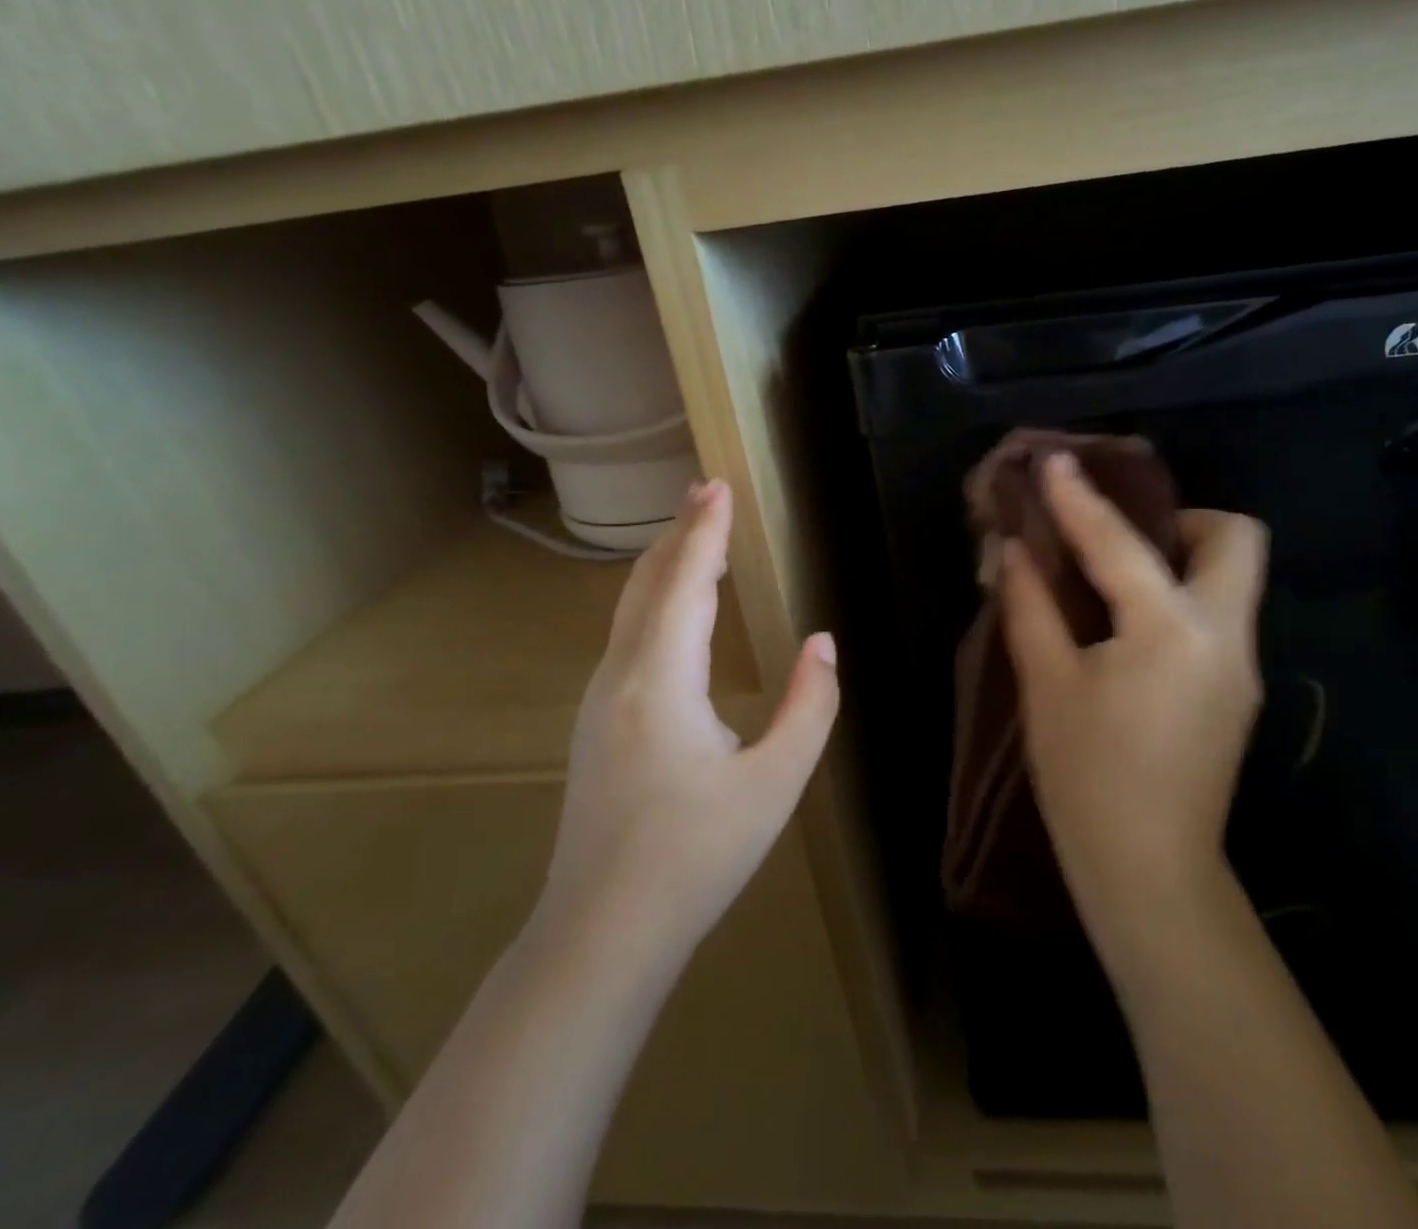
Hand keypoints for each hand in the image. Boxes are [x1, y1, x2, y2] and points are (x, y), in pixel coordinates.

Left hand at [531, 479, 838, 962]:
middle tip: (707, 492)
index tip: (718, 486)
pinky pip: (626, 636)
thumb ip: (809, 707)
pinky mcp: (595, 722)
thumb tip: (823, 643)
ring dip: (664, 564)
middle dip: (679, 533)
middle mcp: (620, 676)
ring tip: (694, 535)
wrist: (601, 932)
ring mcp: (598, 699)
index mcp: (661, 681)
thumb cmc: (696, 857)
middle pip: (647, 584)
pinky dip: (653, 599)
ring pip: (630, 609)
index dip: (705, 532)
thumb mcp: (775, 784)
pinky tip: (673, 608)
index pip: (686, 584)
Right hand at [1001, 452, 1268, 942]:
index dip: (1079, 498)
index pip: (1120, 542)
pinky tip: (1128, 626)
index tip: (1054, 462)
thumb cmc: (1088, 778)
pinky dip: (1178, 598)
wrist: (1151, 873)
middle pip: (1234, 538)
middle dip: (1178, 520)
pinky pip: (1218, 616)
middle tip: (1118, 538)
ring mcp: (1242, 665)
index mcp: (1171, 629)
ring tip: (1115, 578)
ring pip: (1232, 578)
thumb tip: (1014, 552)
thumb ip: (1030, 607)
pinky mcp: (1237, 691)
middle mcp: (1225, 635)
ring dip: (1178, 558)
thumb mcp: (1047, 685)